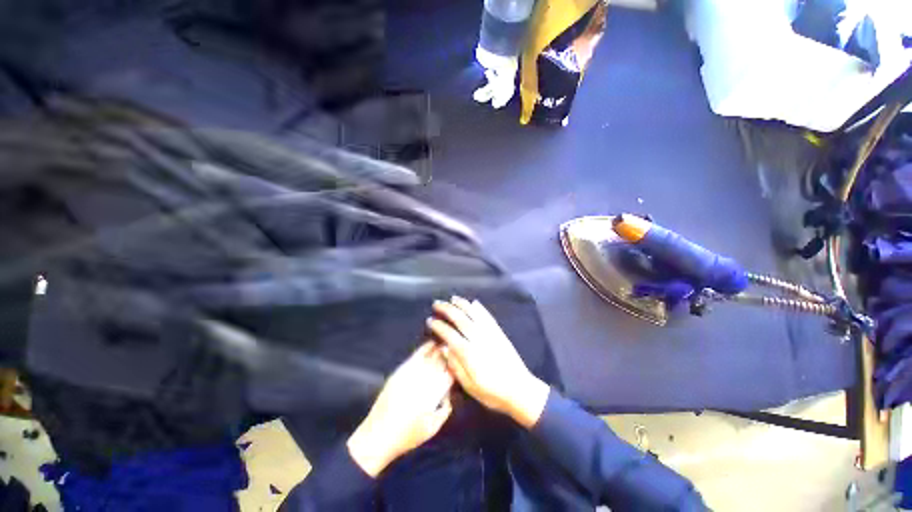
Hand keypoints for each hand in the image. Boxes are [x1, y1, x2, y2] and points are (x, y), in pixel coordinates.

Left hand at [347, 342, 453, 476]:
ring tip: (445, 345)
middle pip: (440, 363)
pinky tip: (430, 344)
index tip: (460, 365)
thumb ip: (445, 410)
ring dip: (439, 349)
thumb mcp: (433, 428)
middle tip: (455, 352)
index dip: (456, 368)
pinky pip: (415, 356)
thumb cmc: (407, 436)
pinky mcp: (400, 372)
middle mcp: (423, 381)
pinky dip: (424, 349)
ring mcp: (410, 375)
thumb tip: (450, 394)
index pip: (449, 375)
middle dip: (448, 356)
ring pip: (429, 357)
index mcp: (433, 395)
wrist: (378, 435)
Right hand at [429, 297, 549, 428]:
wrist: (520, 390)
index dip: (439, 326)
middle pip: (460, 319)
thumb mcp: (470, 387)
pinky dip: (480, 308)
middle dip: (447, 309)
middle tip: (437, 304)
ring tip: (452, 299)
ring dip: (462, 304)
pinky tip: (474, 303)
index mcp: (469, 353)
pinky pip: (488, 316)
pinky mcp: (499, 333)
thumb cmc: (493, 392)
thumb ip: (455, 367)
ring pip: (473, 314)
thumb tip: (444, 349)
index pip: (449, 334)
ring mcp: (490, 334)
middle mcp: (478, 339)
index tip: (430, 320)